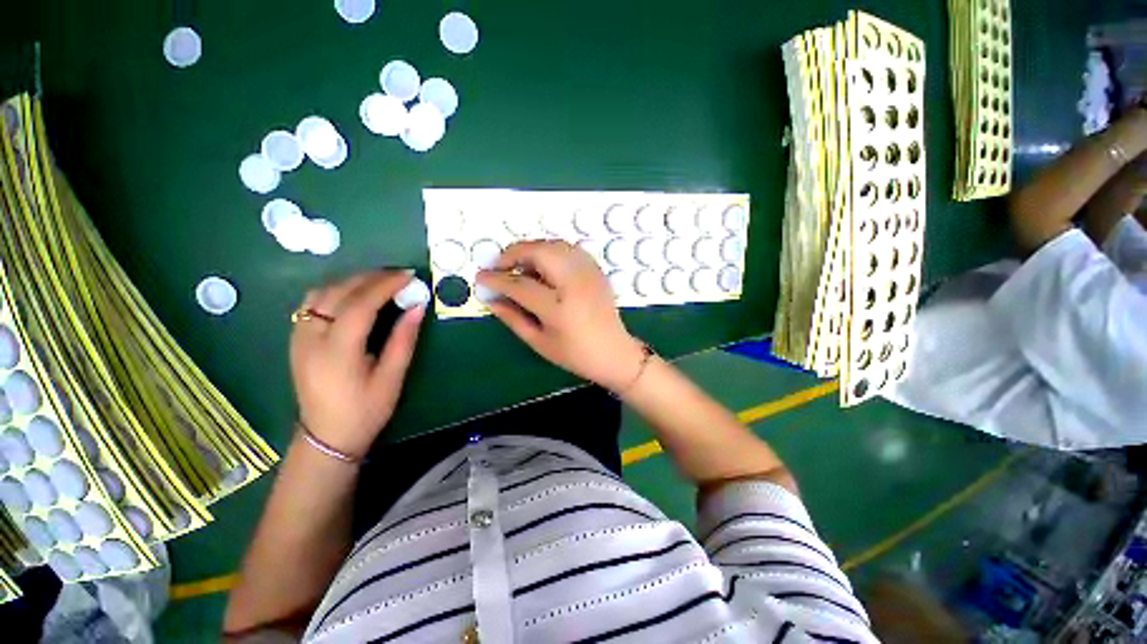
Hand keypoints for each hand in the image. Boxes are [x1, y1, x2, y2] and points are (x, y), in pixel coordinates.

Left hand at [290, 271, 425, 458]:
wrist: (327, 436)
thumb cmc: (365, 411)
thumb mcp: (391, 378)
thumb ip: (403, 340)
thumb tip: (417, 307)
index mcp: (337, 352)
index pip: (360, 305)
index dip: (385, 286)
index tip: (409, 276)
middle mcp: (311, 339)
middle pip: (337, 293)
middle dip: (370, 278)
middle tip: (399, 275)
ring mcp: (299, 338)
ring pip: (320, 293)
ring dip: (351, 281)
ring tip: (379, 282)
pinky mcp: (296, 339)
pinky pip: (312, 303)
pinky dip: (336, 291)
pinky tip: (354, 295)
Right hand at [476, 241, 645, 390]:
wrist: (614, 352)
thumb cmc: (575, 354)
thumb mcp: (539, 342)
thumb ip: (512, 318)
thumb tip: (490, 298)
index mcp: (558, 308)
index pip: (520, 284)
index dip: (496, 279)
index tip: (481, 277)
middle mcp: (575, 284)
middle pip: (539, 252)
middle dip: (513, 253)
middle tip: (501, 266)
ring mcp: (588, 273)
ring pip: (554, 245)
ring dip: (531, 250)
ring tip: (520, 267)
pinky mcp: (596, 270)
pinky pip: (569, 249)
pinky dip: (550, 251)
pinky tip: (544, 267)